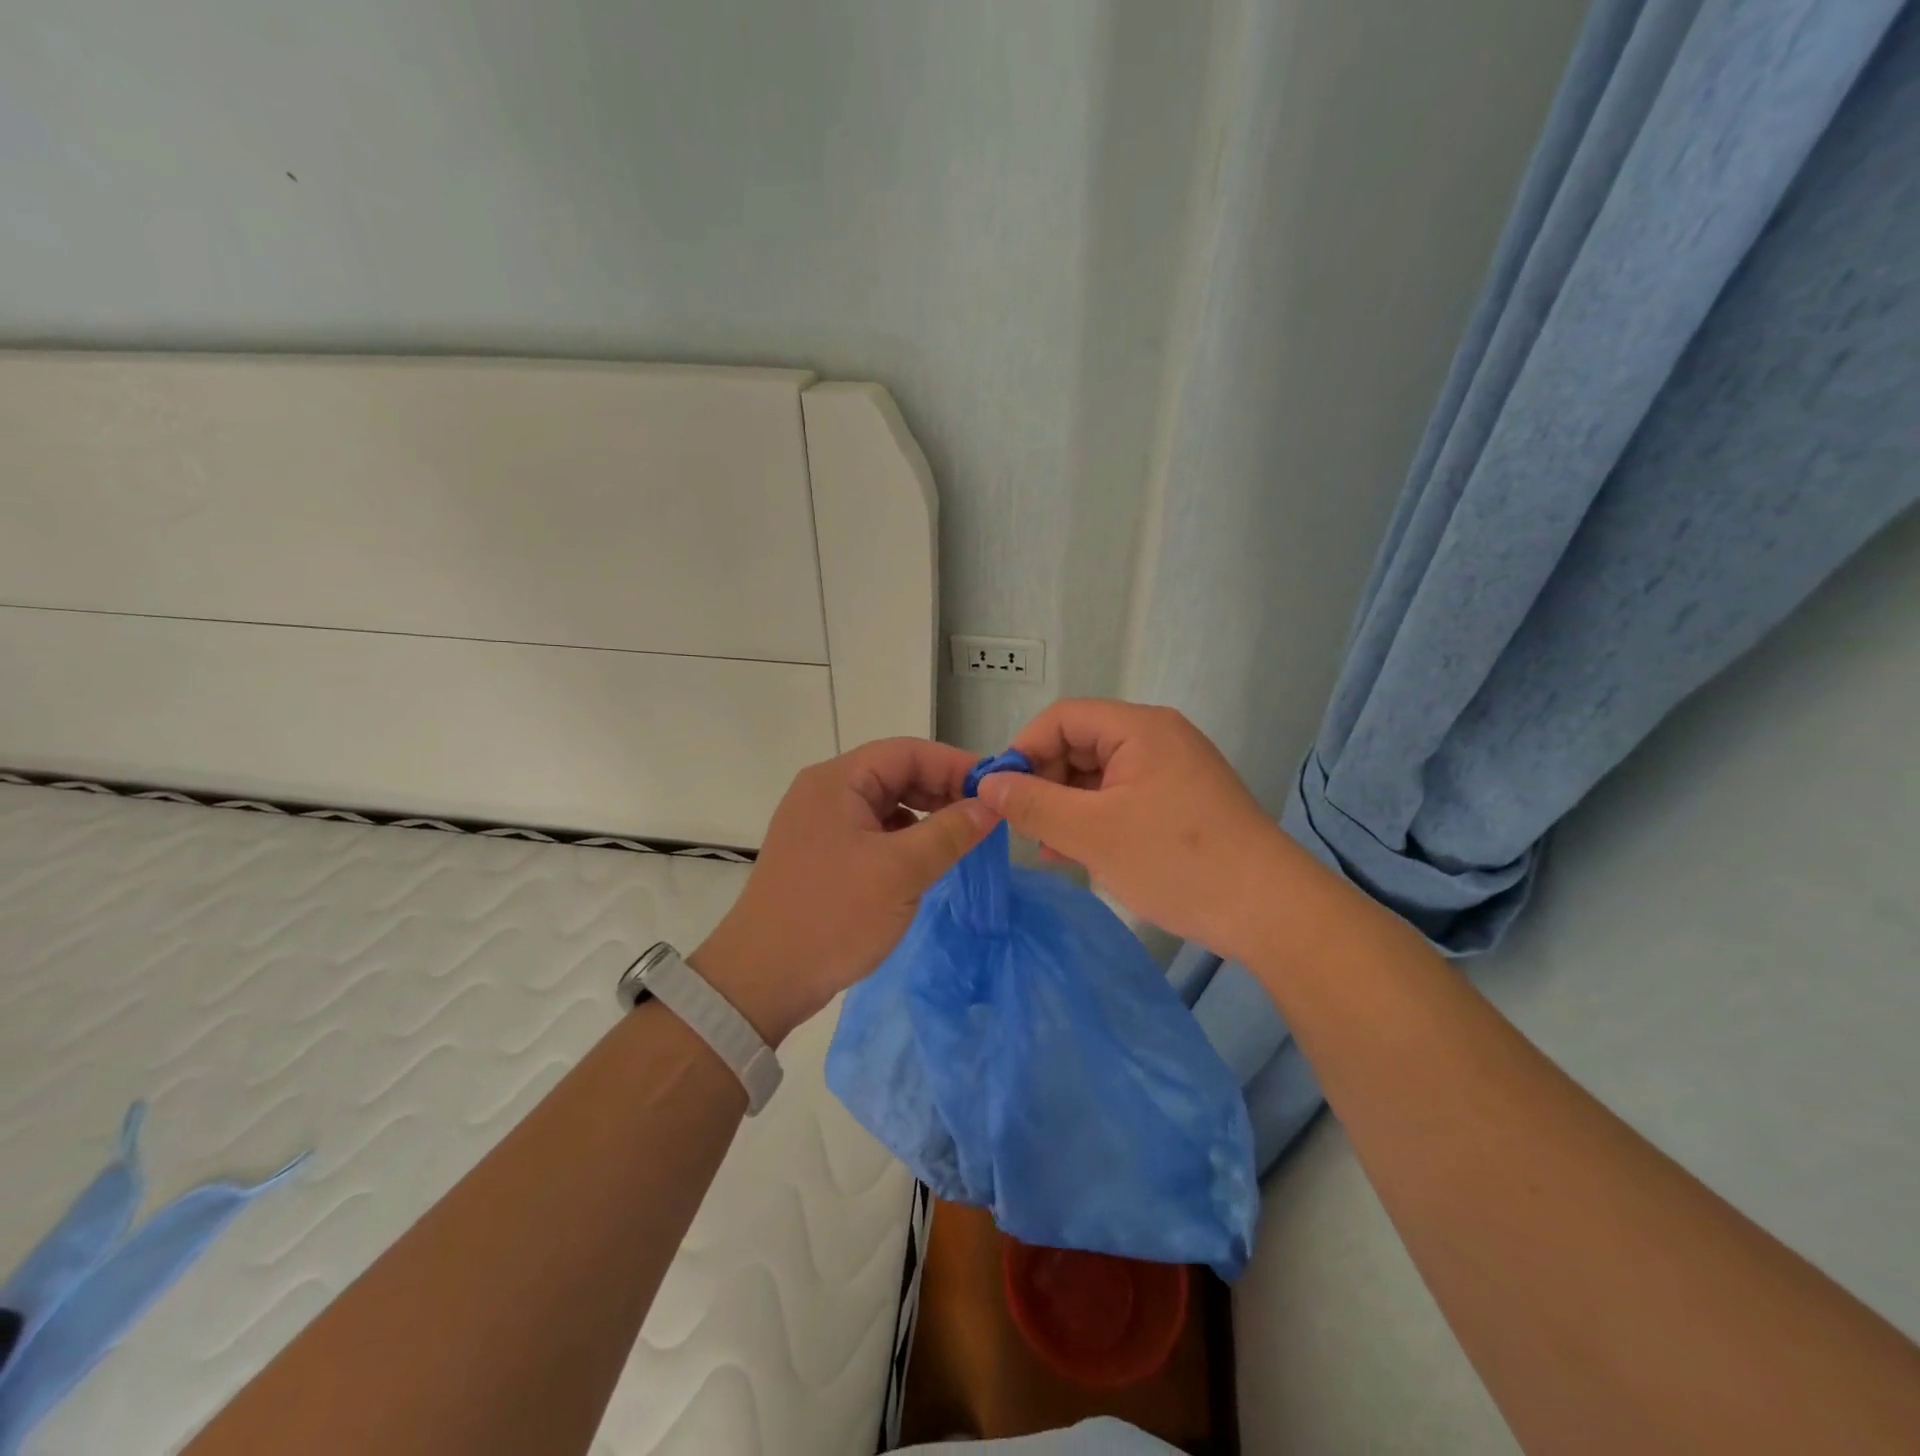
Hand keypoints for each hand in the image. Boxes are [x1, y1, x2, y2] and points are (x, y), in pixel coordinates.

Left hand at [692, 738, 999, 1043]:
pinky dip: (904, 838)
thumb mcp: (900, 871)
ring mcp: (820, 825)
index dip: (954, 764)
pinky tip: (926, 858)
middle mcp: (825, 792)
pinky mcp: (821, 855)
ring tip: (963, 835)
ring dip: (925, 814)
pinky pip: (872, 831)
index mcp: (837, 781)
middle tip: (985, 814)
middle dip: (941, 789)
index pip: (906, 752)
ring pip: (885, 804)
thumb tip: (991, 805)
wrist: (761, 981)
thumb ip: (950, 832)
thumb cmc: (832, 915)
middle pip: (894, 774)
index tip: (996, 787)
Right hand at [975, 699, 1292, 957]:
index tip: (1001, 793)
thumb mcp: (1091, 833)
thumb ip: (1033, 804)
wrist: (1270, 911)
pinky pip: (1124, 796)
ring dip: (1067, 806)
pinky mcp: (1183, 801)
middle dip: (1045, 782)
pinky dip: (1096, 818)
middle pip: (1081, 743)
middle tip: (1024, 827)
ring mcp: (1174, 770)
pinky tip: (1081, 854)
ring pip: (1100, 775)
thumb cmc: (1175, 861)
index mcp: (1139, 728)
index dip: (1025, 749)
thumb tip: (987, 785)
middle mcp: (1158, 737)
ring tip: (1048, 848)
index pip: (1063, 718)